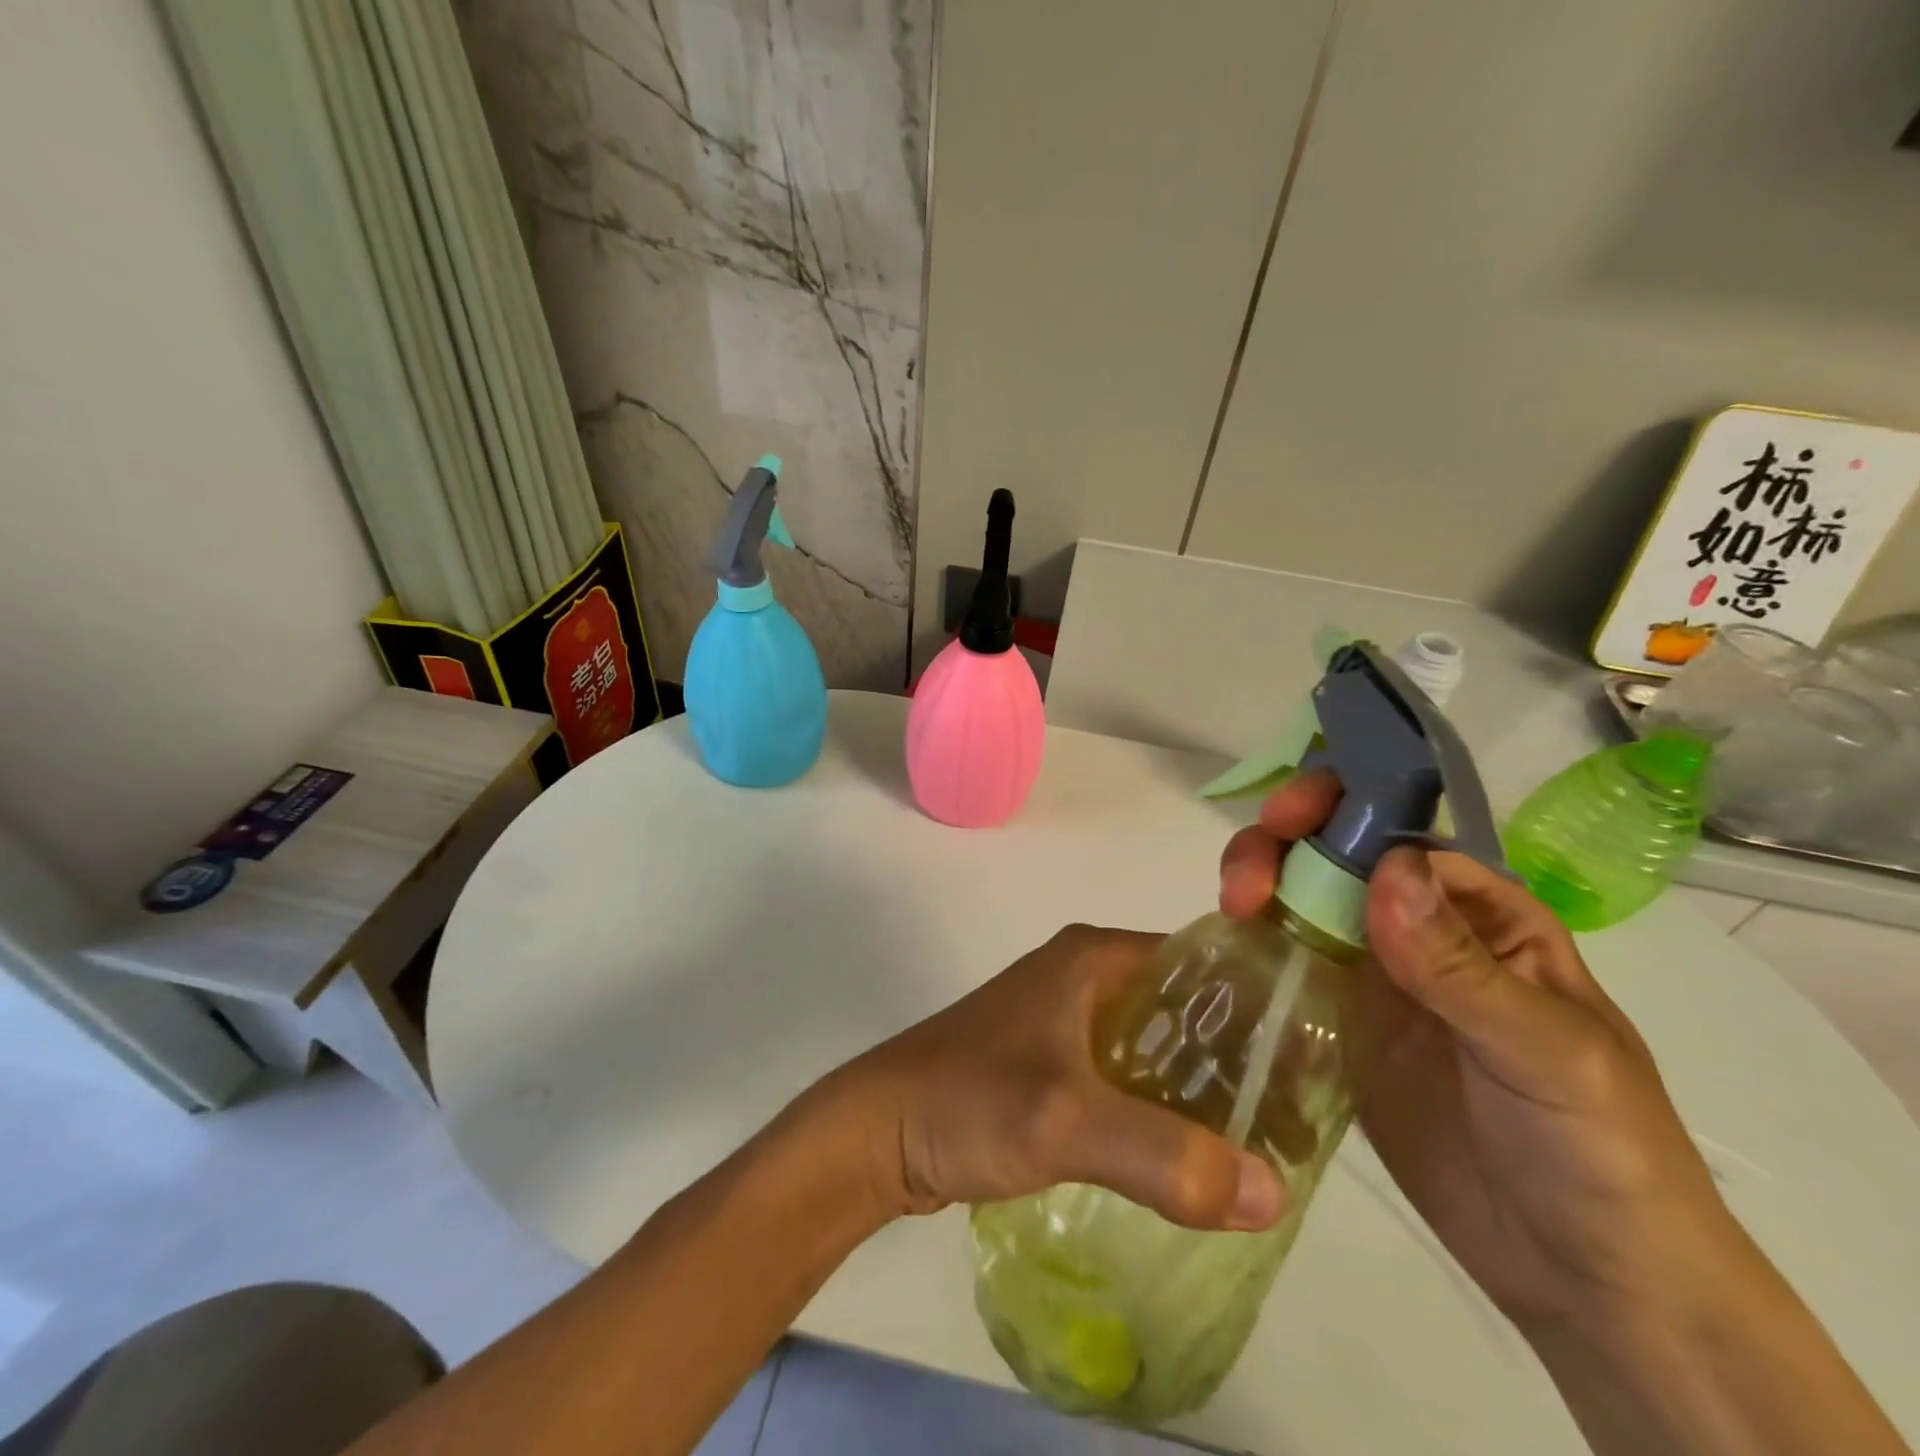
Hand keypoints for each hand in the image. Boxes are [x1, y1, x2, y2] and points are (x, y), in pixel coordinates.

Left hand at [829, 925, 1285, 1232]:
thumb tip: (1274, 1191)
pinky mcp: (1053, 1064)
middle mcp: (1085, 976)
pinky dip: (1163, 1108)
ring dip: (1202, 1088)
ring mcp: (1066, 1021)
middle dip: (1238, 1057)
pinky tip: (1195, 1157)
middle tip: (1299, 1119)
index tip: (1315, 1060)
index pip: (1202, 961)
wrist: (878, 1131)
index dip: (1259, 1005)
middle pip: (1185, 1007)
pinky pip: (1128, 1077)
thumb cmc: (968, 1099)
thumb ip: (1167, 1154)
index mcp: (1094, 956)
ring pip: (1157, 1045)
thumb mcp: (1068, 1119)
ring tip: (1263, 1145)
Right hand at [1221, 774, 1749, 1331]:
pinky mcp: (1334, 1024)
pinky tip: (1225, 956)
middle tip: (1243, 888)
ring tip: (1231, 912)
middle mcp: (1417, 929)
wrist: (1585, 1276)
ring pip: (1297, 899)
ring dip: (1257, 886)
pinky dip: (1249, 944)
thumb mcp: (1549, 1052)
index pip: (1399, 830)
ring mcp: (1369, 976)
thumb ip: (1463, 966)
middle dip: (1279, 847)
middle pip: (1332, 854)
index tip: (1287, 821)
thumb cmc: (1601, 1151)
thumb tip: (1386, 869)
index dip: (1340, 807)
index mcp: (1479, 912)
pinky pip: (1283, 963)